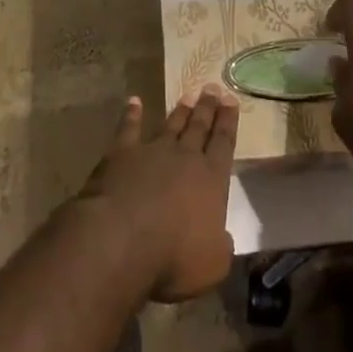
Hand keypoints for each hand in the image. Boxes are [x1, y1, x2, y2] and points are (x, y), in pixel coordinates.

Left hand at [76, 88, 239, 301]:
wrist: (121, 238)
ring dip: (180, 111)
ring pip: (171, 125)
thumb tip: (223, 238)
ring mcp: (152, 152)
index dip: (228, 122)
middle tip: (213, 88)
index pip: (224, 144)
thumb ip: (221, 246)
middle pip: (199, 128)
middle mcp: (185, 158)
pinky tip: (134, 101)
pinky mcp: (121, 155)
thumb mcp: (213, 264)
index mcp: (211, 180)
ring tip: (188, 95)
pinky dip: (132, 114)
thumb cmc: (173, 256)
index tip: (231, 100)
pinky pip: (129, 129)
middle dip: (208, 108)